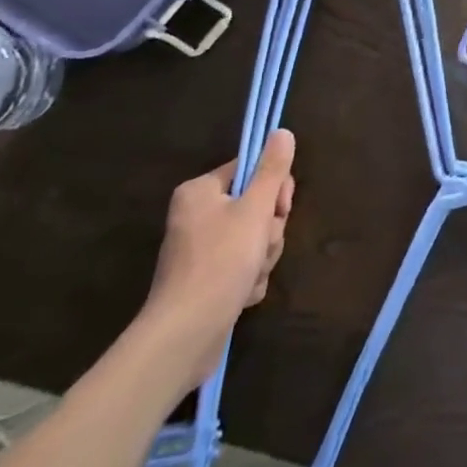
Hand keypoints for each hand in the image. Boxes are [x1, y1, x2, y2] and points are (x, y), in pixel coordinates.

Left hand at [139, 129, 295, 394]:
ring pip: (253, 238)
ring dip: (263, 256)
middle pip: (255, 206)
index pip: (251, 170)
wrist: (185, 335)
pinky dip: (249, 278)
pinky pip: (242, 266)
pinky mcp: (206, 281)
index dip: (274, 188)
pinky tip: (244, 293)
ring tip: (251, 275)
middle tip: (263, 246)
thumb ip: (272, 169)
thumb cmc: (221, 261)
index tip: (280, 208)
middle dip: (269, 230)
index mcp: (200, 192)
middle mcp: (196, 216)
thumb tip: (282, 131)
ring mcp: (200, 251)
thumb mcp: (255, 208)